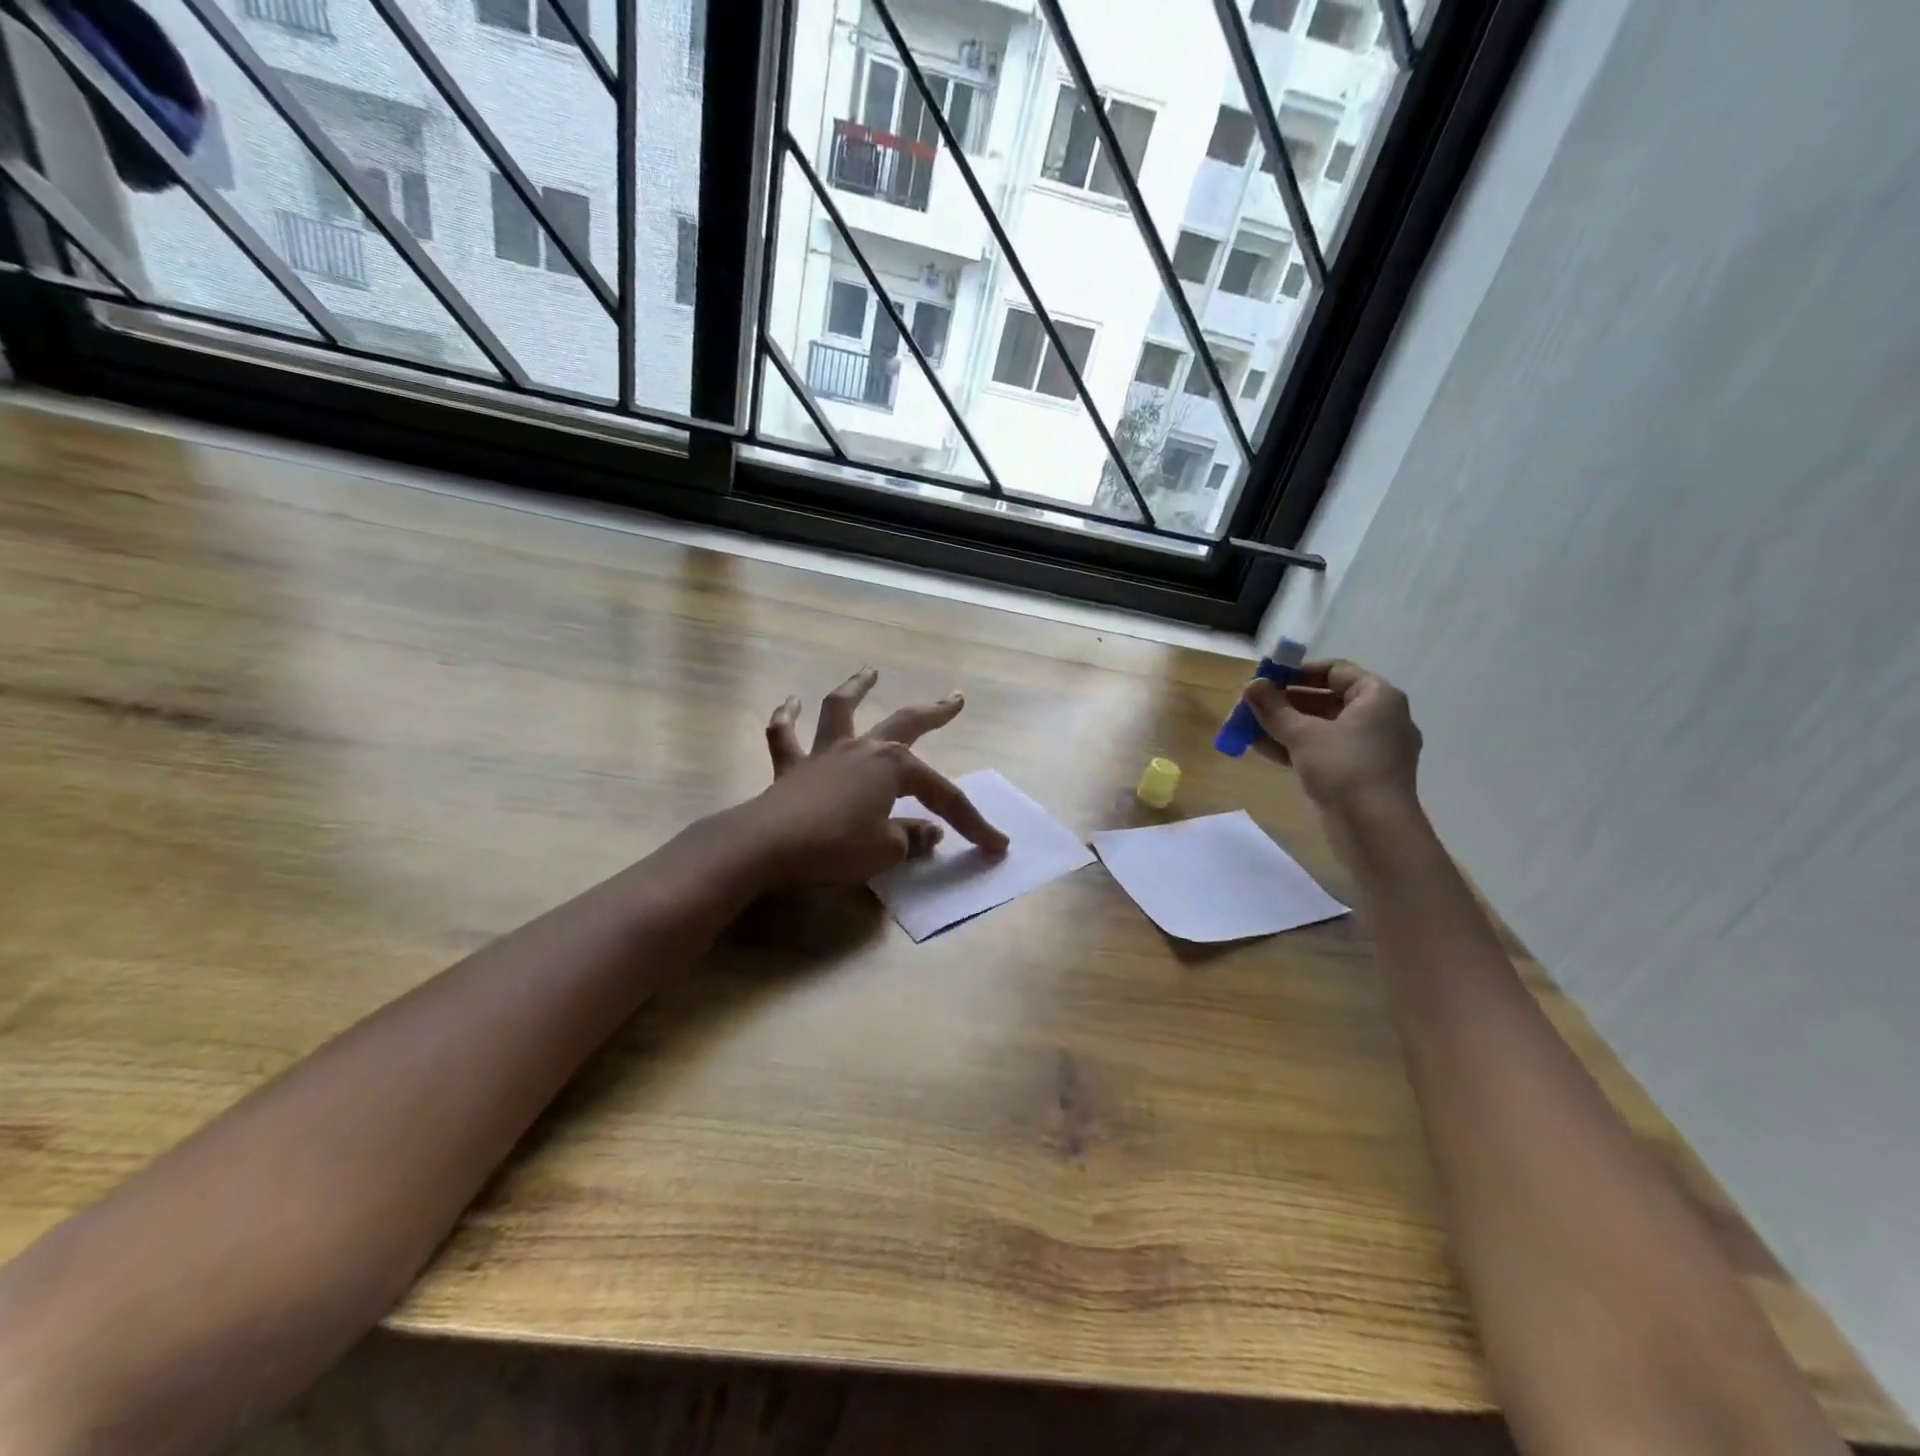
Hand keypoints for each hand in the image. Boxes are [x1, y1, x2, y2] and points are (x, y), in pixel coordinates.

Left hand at [749, 668, 1008, 887]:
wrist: (767, 845)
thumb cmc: (835, 845)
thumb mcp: (884, 851)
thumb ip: (909, 839)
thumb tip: (928, 833)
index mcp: (893, 768)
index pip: (944, 796)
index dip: (973, 822)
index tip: (997, 845)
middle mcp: (863, 749)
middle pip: (905, 724)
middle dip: (934, 712)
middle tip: (955, 698)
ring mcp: (824, 754)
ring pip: (841, 710)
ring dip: (857, 688)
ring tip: (869, 672)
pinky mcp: (790, 768)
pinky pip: (785, 736)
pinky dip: (787, 718)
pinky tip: (790, 702)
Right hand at [1242, 659, 1422, 815]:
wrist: (1375, 829)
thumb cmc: (1344, 768)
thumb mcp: (1302, 734)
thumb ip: (1274, 708)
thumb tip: (1251, 685)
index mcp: (1378, 698)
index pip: (1336, 671)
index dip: (1299, 672)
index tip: (1267, 677)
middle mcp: (1380, 719)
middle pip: (1327, 700)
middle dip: (1286, 702)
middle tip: (1252, 705)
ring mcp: (1371, 749)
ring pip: (1322, 728)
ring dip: (1285, 726)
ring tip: (1248, 727)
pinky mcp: (1359, 775)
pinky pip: (1325, 751)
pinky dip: (1296, 748)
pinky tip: (1261, 749)